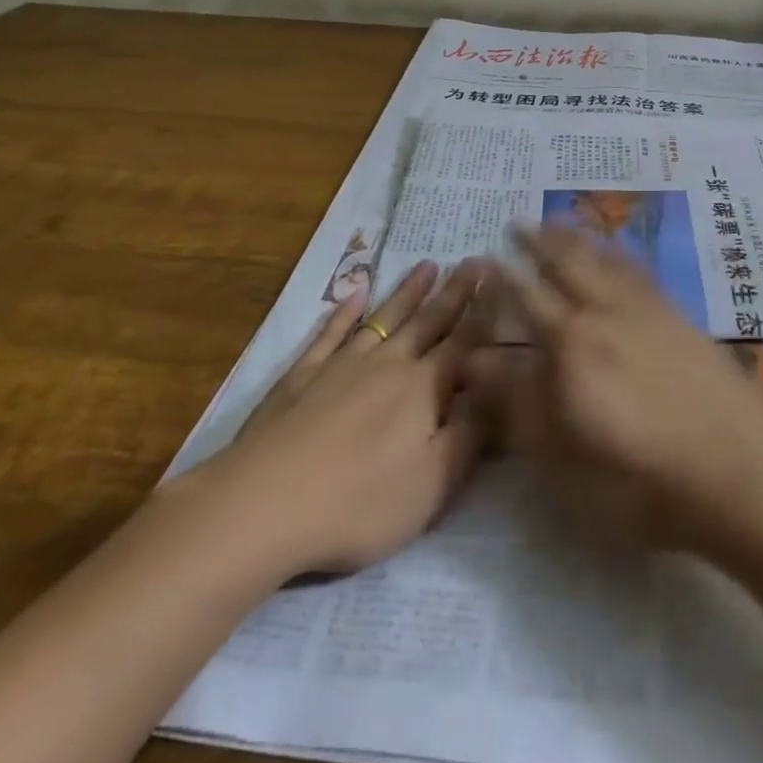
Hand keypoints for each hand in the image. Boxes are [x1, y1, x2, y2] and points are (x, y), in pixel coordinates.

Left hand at [182, 259, 491, 581]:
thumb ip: (469, 437)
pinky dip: (344, 311)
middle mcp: (388, 364)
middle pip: (428, 322)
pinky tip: (355, 293)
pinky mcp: (302, 375)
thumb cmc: (359, 502)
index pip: (463, 342)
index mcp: (423, 389)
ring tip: (427, 265)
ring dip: (408, 292)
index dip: (484, 311)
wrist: (263, 503)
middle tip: (473, 260)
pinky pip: (331, 333)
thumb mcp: (432, 485)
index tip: (499, 277)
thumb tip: (495, 394)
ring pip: (384, 319)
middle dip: (454, 292)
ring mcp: (342, 364)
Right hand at [466, 225, 762, 552]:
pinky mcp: (679, 316)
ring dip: (577, 237)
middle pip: (566, 265)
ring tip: (560, 219)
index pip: (528, 299)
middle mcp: (604, 312)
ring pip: (604, 259)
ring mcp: (646, 310)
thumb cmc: (637, 480)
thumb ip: (517, 404)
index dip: (505, 278)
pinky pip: (640, 270)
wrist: (734, 471)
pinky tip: (618, 249)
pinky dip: (620, 252)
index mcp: (570, 344)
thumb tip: (475, 360)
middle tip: (519, 221)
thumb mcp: (561, 459)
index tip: (487, 257)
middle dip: (538, 242)